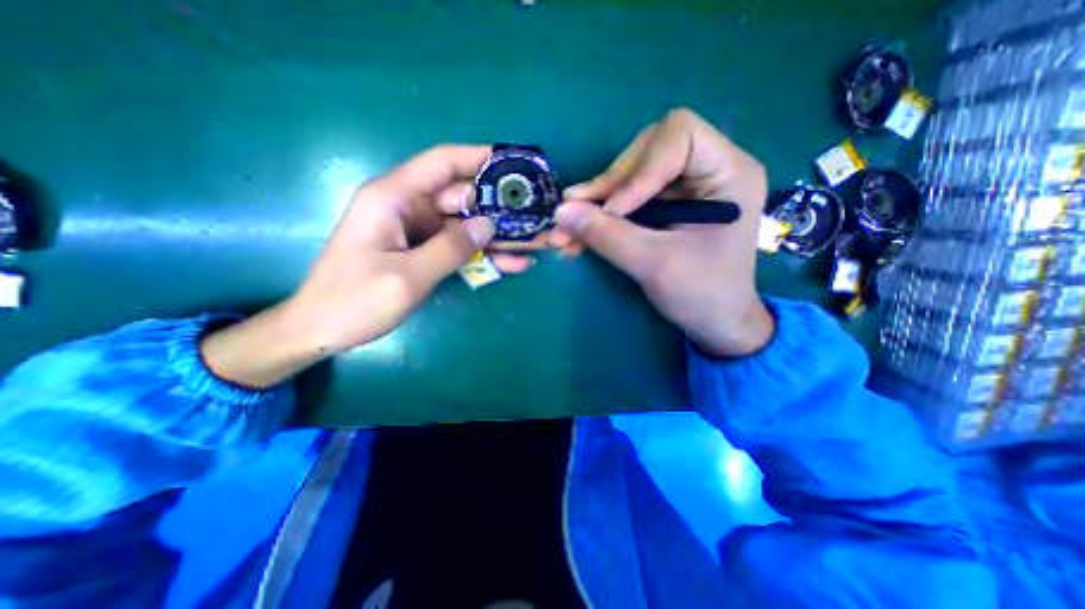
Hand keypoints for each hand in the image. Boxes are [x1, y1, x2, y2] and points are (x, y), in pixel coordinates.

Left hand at [202, 145, 533, 386]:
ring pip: (467, 223)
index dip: (480, 157)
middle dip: (499, 205)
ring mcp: (418, 230)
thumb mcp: (407, 277)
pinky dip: (484, 254)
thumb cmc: (354, 301)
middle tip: (537, 214)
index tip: (515, 163)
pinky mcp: (424, 249)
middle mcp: (408, 206)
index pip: (442, 162)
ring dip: (498, 234)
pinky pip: (460, 246)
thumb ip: (450, 248)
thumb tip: (489, 224)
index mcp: (393, 197)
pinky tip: (513, 263)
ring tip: (535, 242)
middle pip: (462, 196)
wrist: (323, 329)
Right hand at [553, 106, 775, 357]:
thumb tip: (560, 211)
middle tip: (576, 214)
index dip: (639, 168)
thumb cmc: (702, 294)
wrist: (715, 322)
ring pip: (629, 177)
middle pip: (646, 152)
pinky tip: (577, 237)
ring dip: (595, 204)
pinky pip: (625, 199)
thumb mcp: (654, 265)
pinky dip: (600, 217)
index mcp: (728, 172)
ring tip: (565, 230)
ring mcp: (684, 187)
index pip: (678, 135)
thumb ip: (608, 235)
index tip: (614, 210)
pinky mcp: (665, 205)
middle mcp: (707, 169)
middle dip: (609, 185)